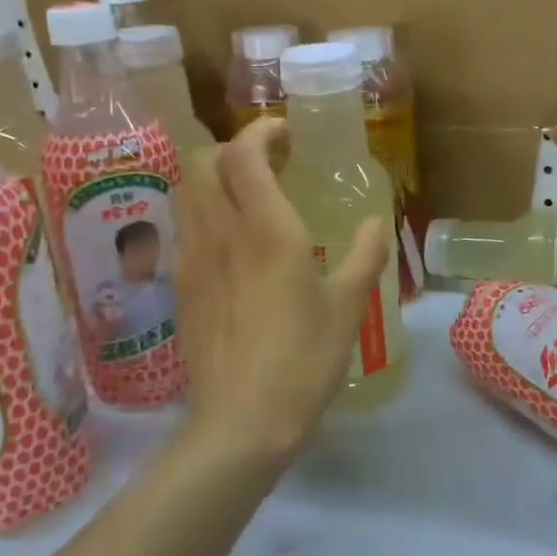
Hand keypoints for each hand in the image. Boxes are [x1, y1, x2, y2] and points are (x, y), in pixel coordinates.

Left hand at [173, 117, 392, 462]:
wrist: (240, 424)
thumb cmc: (303, 361)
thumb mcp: (348, 307)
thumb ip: (365, 256)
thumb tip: (376, 221)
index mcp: (267, 231)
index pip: (244, 154)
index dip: (261, 131)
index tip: (286, 133)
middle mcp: (221, 234)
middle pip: (203, 161)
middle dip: (233, 148)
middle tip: (269, 162)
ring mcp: (193, 260)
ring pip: (187, 191)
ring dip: (214, 178)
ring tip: (249, 196)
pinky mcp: (180, 287)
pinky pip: (185, 227)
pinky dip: (205, 212)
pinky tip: (233, 242)